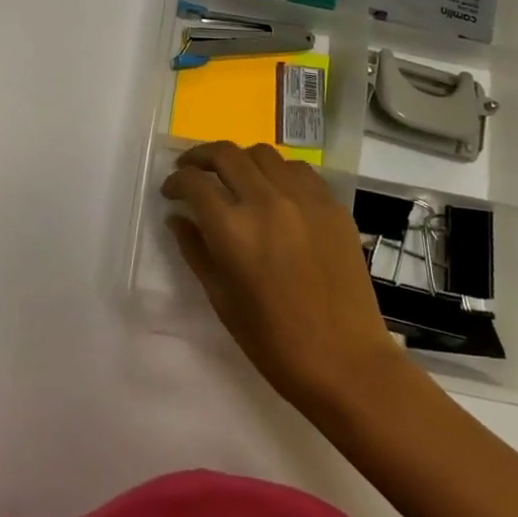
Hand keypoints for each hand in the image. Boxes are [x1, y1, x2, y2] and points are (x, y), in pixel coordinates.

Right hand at [163, 142, 403, 416]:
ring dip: (239, 160)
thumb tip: (177, 218)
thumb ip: (194, 250)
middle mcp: (266, 202)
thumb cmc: (274, 341)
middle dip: (199, 157)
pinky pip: (298, 170)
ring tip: (234, 178)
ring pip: (262, 153)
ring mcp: (304, 199)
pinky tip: (274, 191)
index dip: (175, 182)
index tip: (171, 192)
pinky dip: (277, 171)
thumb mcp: (221, 299)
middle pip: (225, 153)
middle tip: (191, 171)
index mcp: (233, 229)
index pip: (193, 182)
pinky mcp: (332, 206)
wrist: (346, 363)